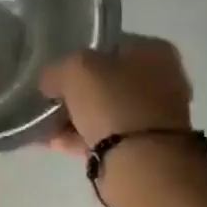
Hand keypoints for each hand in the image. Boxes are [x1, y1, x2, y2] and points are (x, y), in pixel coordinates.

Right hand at [38, 36, 193, 156]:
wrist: (141, 161)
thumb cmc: (113, 102)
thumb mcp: (74, 70)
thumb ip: (57, 69)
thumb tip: (51, 82)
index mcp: (154, 50)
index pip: (108, 45)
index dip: (77, 56)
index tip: (54, 72)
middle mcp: (162, 79)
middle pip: (106, 80)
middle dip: (76, 92)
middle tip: (49, 100)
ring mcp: (155, 115)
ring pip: (104, 110)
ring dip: (75, 117)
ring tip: (44, 125)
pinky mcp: (145, 146)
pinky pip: (104, 135)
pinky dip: (80, 137)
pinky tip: (54, 142)